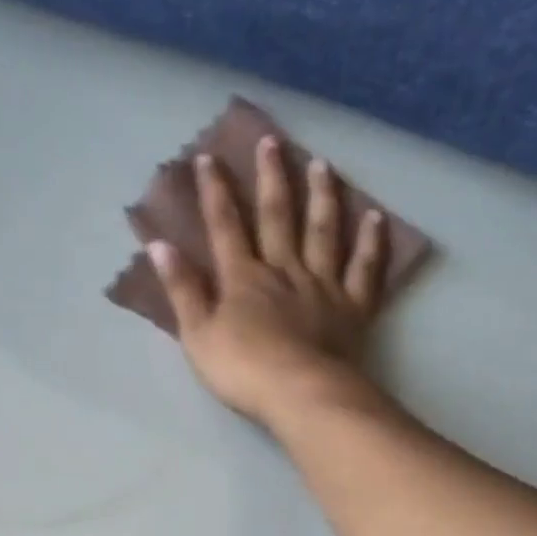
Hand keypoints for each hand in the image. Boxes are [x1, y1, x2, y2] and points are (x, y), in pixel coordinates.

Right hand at [149, 139, 386, 424]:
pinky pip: (364, 268)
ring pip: (324, 231)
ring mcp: (323, 285)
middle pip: (277, 217)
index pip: (225, 226)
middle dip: (272, 178)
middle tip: (272, 140)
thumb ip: (182, 290)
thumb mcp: (198, 335)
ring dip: (322, 196)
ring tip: (322, 164)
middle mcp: (284, 270)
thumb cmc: (243, 371)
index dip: (215, 192)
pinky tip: (376, 217)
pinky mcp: (353, 307)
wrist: (301, 394)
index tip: (209, 158)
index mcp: (243, 278)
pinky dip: (371, 241)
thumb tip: (160, 246)